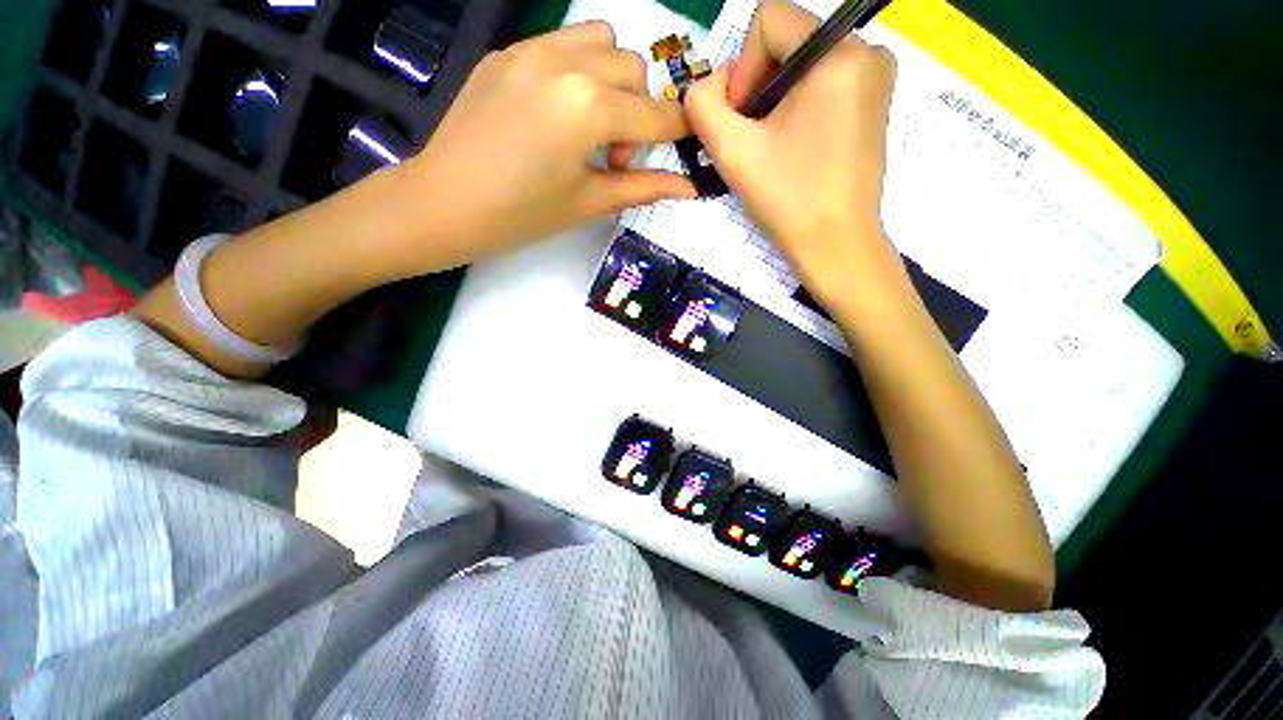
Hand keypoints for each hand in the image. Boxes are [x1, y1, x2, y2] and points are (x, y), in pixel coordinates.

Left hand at [391, 21, 695, 274]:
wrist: (444, 203)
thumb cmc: (522, 215)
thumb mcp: (590, 203)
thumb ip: (643, 187)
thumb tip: (688, 187)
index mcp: (589, 109)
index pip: (655, 116)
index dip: (680, 130)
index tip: (689, 140)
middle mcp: (566, 64)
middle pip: (633, 69)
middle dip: (639, 110)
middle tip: (613, 153)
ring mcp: (532, 50)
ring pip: (601, 41)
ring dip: (612, 78)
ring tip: (590, 123)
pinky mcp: (508, 52)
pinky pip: (562, 43)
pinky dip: (578, 70)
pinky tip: (558, 111)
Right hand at [685, 0, 899, 313]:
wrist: (835, 245)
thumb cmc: (787, 199)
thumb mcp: (731, 150)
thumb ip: (701, 104)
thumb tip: (708, 86)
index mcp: (837, 51)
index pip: (768, 19)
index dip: (741, 68)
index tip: (742, 120)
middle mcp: (866, 49)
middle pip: (786, 41)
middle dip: (757, 86)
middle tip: (753, 139)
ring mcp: (876, 76)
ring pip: (801, 65)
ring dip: (774, 101)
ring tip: (772, 147)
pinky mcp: (874, 102)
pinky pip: (822, 83)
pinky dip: (797, 107)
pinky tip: (793, 147)